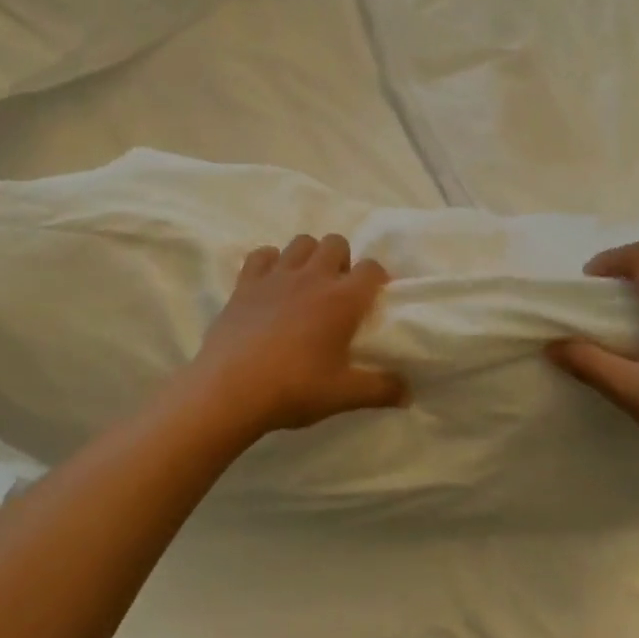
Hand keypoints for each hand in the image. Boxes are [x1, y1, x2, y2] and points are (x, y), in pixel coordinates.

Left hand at [185, 234, 407, 437]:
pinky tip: (271, 284)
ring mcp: (276, 276)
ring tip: (307, 284)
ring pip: (301, 242)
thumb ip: (380, 390)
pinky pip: (262, 254)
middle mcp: (312, 277)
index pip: (371, 268)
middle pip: (336, 242)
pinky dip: (270, 262)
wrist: (230, 390)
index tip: (374, 297)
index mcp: (342, 300)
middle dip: (342, 260)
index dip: (377, 278)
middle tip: (338, 291)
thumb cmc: (294, 389)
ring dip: (309, 256)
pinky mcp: (245, 283)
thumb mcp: (344, 395)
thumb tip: (408, 394)